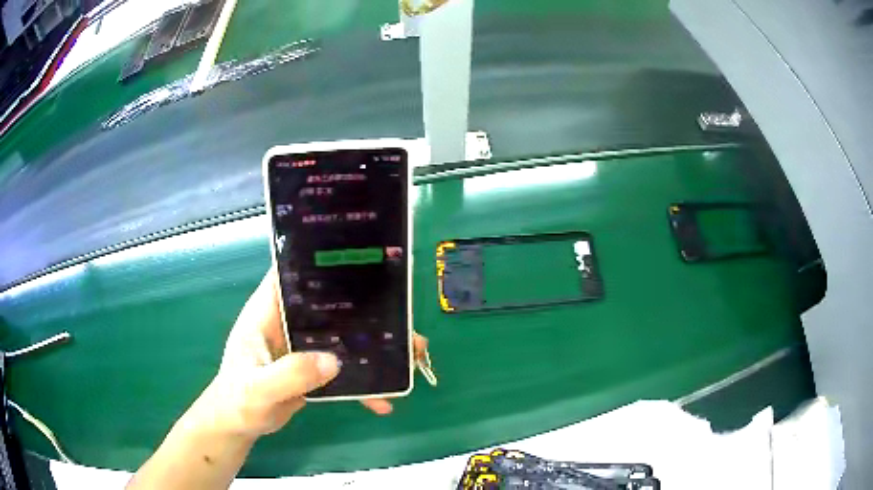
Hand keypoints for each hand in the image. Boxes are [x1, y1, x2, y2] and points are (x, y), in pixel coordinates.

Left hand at [196, 269, 427, 437]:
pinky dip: (365, 382)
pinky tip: (384, 399)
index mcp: (269, 311)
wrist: (239, 425)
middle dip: (369, 311)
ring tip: (412, 356)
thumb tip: (333, 361)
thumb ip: (289, 374)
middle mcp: (289, 321)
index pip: (294, 273)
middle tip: (406, 321)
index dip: (323, 262)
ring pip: (344, 337)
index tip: (362, 261)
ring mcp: (303, 345)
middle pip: (332, 305)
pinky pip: (345, 368)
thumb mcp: (258, 389)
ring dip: (376, 347)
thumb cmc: (237, 401)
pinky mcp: (313, 368)